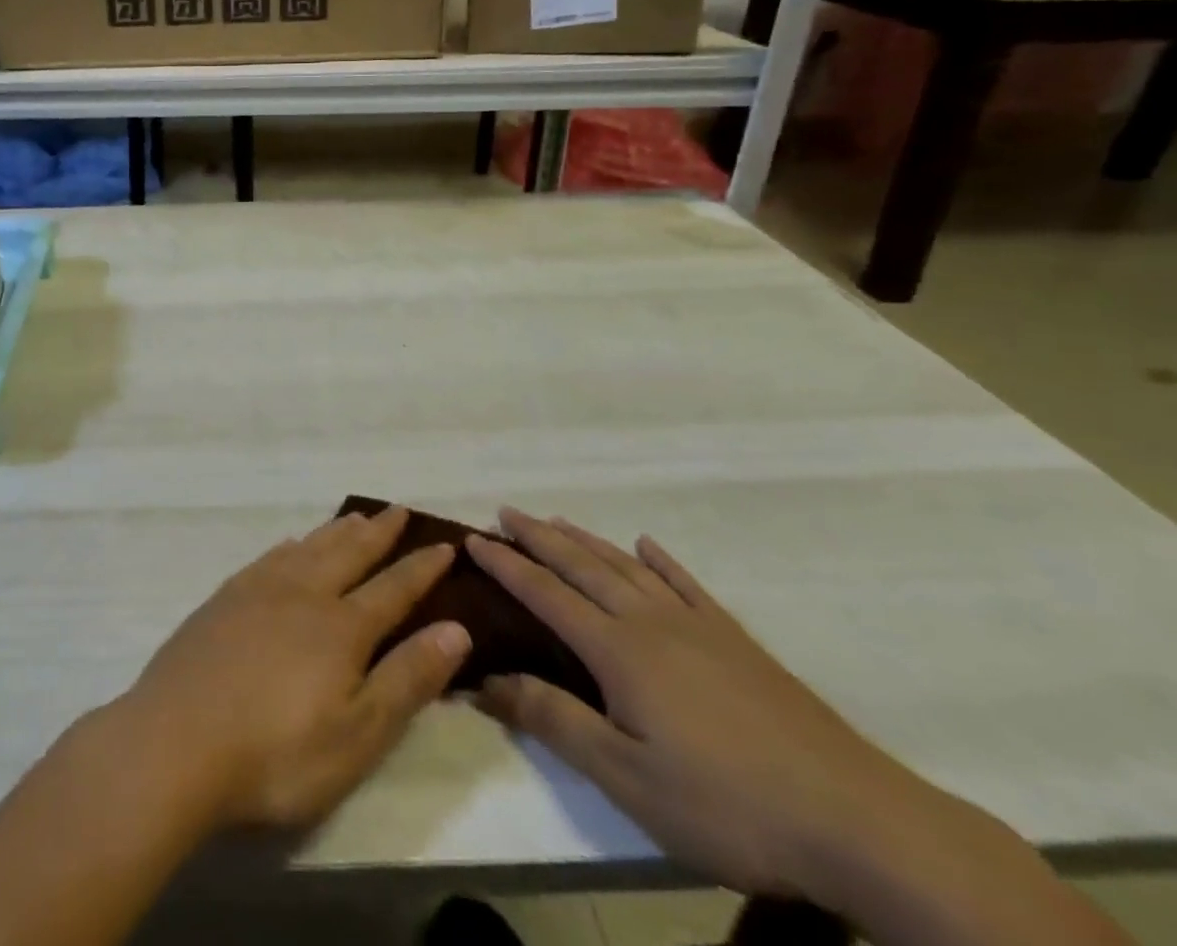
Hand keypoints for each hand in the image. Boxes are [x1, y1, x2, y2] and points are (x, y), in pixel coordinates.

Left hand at [117, 506, 471, 831]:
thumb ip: (407, 679)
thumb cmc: (277, 753)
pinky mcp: (225, 598)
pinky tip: (292, 544)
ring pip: (310, 547)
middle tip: (398, 510)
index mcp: (342, 627)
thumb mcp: (357, 734)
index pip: (394, 589)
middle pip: (350, 553)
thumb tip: (455, 629)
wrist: (176, 741)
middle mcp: (304, 593)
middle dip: (380, 533)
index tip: (444, 543)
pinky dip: (292, 544)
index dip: (422, 568)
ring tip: (356, 517)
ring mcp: (260, 590)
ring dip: (338, 531)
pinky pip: (271, 556)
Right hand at [468, 510, 935, 900]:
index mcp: (618, 650)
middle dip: (538, 536)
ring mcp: (697, 625)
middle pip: (581, 565)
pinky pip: (687, 584)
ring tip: (556, 520)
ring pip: (626, 566)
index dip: (506, 564)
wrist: (856, 820)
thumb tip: (484, 680)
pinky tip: (648, 545)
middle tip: (506, 511)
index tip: (473, 539)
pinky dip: (660, 559)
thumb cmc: (727, 804)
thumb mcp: (627, 779)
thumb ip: (554, 721)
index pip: (545, 594)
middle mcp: (649, 621)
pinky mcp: (737, 640)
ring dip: (585, 539)